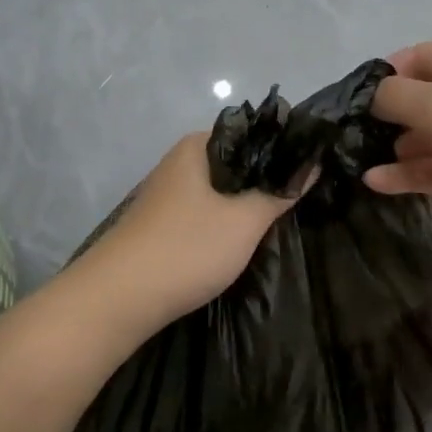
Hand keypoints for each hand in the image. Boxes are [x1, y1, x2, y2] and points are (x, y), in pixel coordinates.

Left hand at [74, 133, 303, 333]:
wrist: (118, 299)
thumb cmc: (187, 249)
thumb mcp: (245, 221)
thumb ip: (280, 192)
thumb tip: (313, 164)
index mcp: (197, 147)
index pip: (251, 132)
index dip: (283, 148)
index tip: (314, 167)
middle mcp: (179, 162)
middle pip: (235, 162)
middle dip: (266, 179)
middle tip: (303, 197)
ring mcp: (167, 194)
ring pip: (220, 190)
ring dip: (245, 203)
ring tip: (280, 219)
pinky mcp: (161, 224)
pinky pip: (204, 213)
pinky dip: (225, 222)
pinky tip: (242, 239)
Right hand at [363, 40, 431, 256]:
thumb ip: (396, 95)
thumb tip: (375, 97)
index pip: (424, 56)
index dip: (389, 73)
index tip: (356, 99)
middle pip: (427, 97)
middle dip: (390, 115)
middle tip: (352, 134)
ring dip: (397, 148)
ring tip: (358, 161)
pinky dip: (412, 173)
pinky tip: (377, 183)